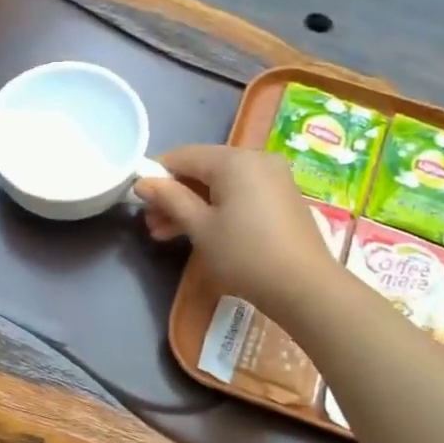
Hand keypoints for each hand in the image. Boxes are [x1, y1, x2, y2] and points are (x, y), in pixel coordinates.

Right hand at [137, 144, 334, 319]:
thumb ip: (170, 199)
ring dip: (193, 204)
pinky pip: (241, 193)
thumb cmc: (245, 254)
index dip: (157, 174)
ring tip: (166, 234)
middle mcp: (256, 159)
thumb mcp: (200, 227)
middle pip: (203, 168)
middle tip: (152, 224)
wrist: (305, 286)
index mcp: (234, 160)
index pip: (183, 155)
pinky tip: (201, 231)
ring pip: (221, 183)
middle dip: (174, 194)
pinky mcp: (282, 197)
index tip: (139, 199)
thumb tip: (142, 182)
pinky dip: (218, 207)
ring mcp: (273, 177)